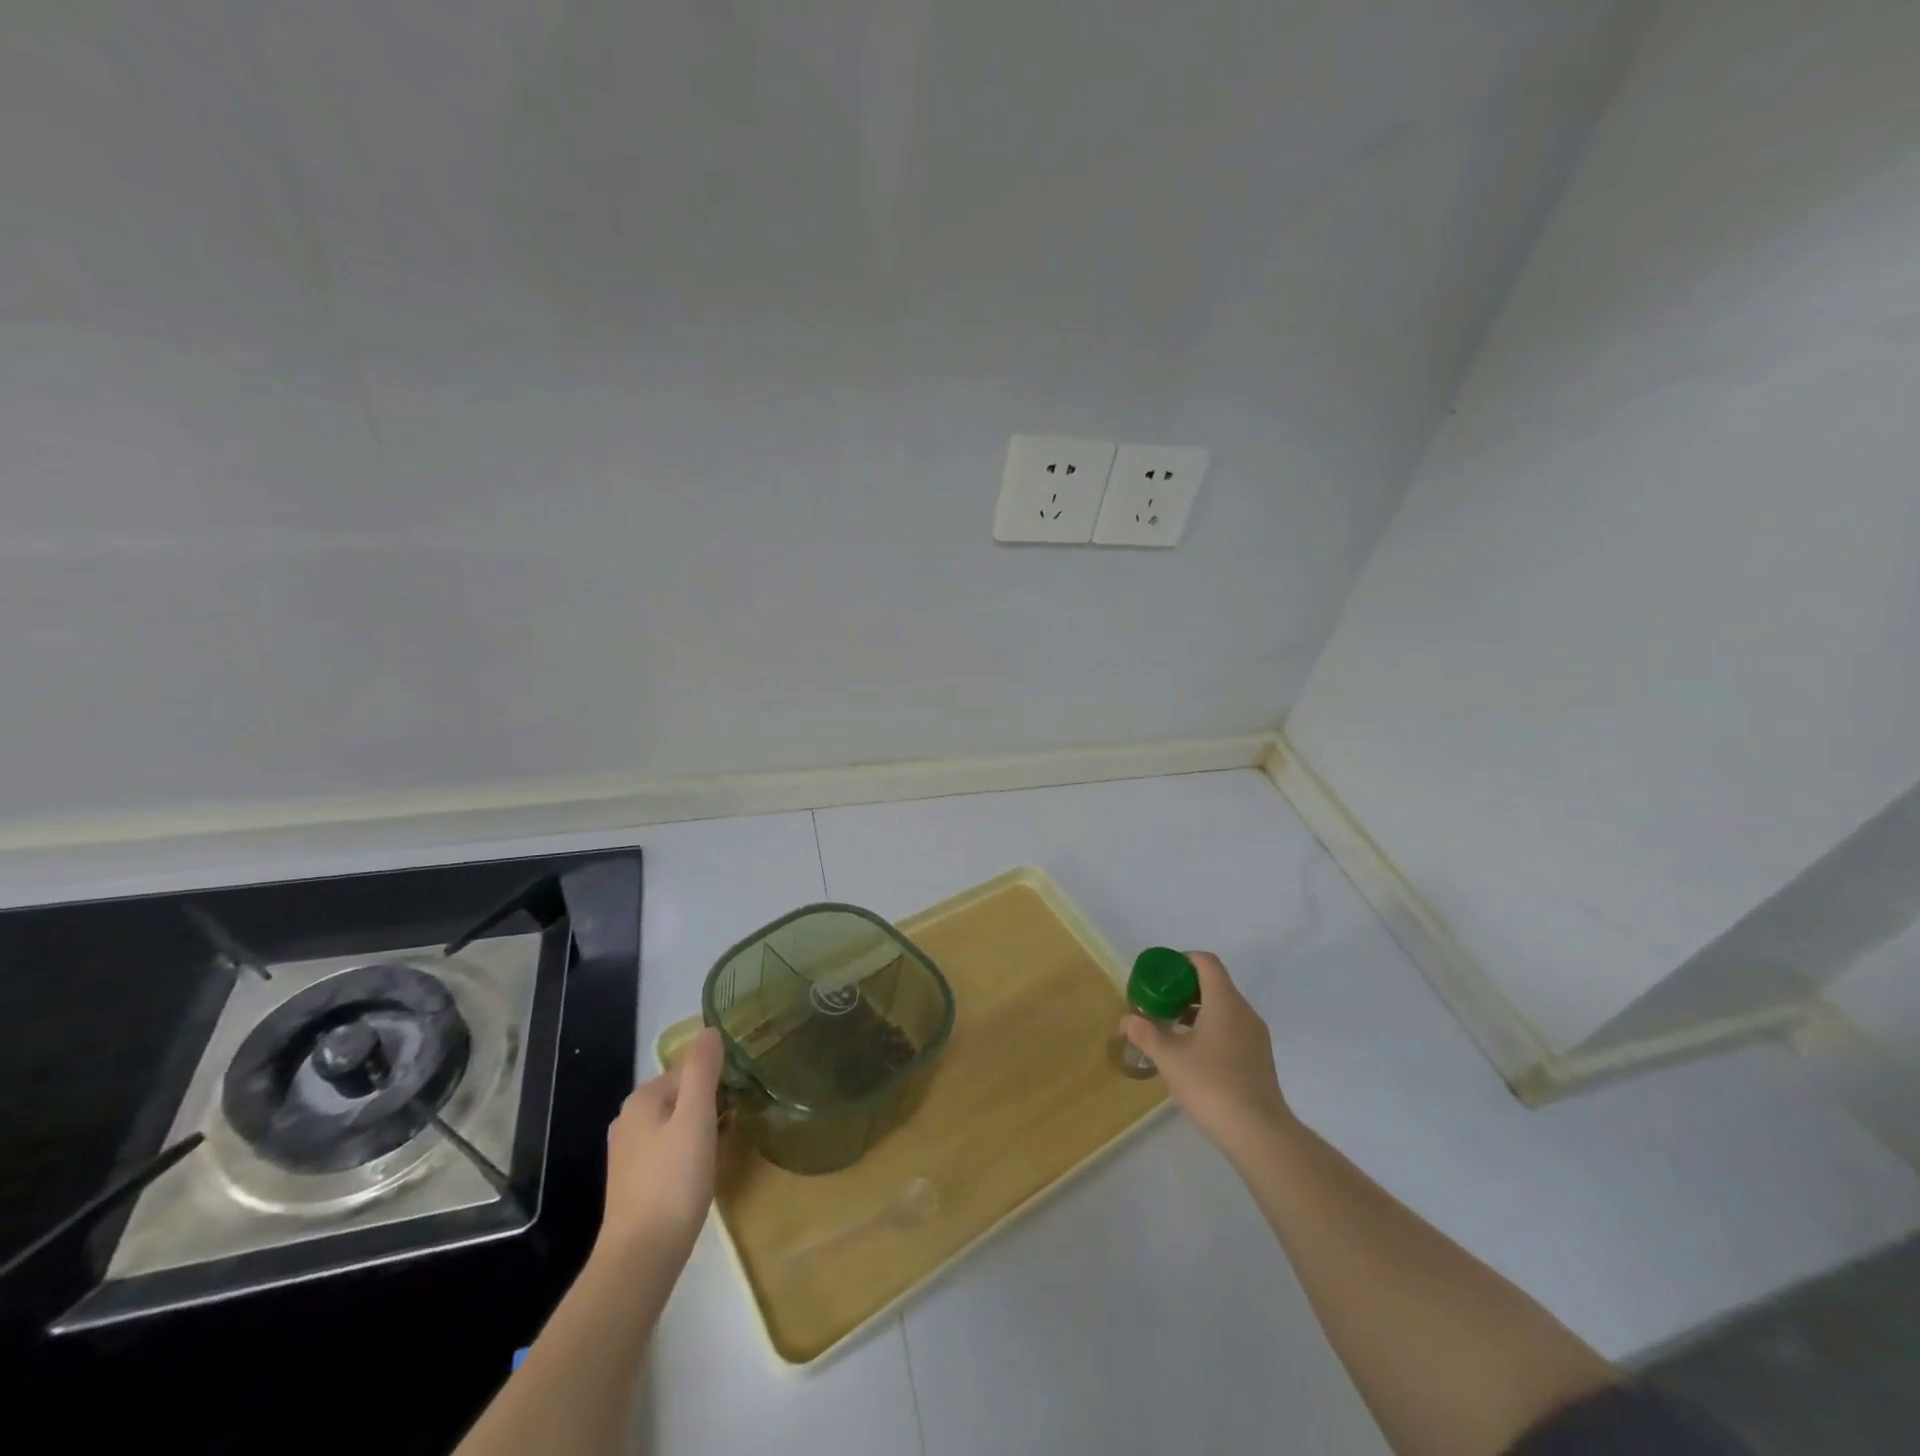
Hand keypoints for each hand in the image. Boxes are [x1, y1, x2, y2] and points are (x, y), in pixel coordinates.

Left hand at [598, 1027, 723, 1262]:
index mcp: (642, 1099)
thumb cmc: (673, 1180)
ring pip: (676, 1124)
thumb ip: (703, 1070)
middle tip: (736, 1122)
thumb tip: (710, 1030)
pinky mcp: (634, 1182)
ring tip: (726, 1145)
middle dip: (710, 1104)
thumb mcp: (696, 1117)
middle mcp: (629, 1120)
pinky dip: (689, 1152)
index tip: (740, 1099)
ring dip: (702, 1129)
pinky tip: (704, 1170)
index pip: (688, 1070)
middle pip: (682, 1096)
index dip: (717, 1081)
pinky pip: (669, 1150)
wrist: (641, 1257)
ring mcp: (629, 1153)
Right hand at [1123, 952, 1290, 1152]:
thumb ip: (1145, 1033)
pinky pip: (1232, 1028)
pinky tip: (1192, 1055)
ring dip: (1196, 1011)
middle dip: (1183, 989)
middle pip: (1214, 984)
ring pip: (1223, 1008)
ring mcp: (1255, 1035)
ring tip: (1170, 1030)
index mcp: (1224, 1001)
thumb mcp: (1169, 1058)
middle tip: (1158, 1004)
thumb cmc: (1211, 1084)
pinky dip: (1211, 1029)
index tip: (1160, 976)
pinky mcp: (1259, 1058)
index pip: (1205, 962)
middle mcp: (1244, 1011)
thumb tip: (1127, 1019)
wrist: (1258, 1133)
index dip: (1181, 961)